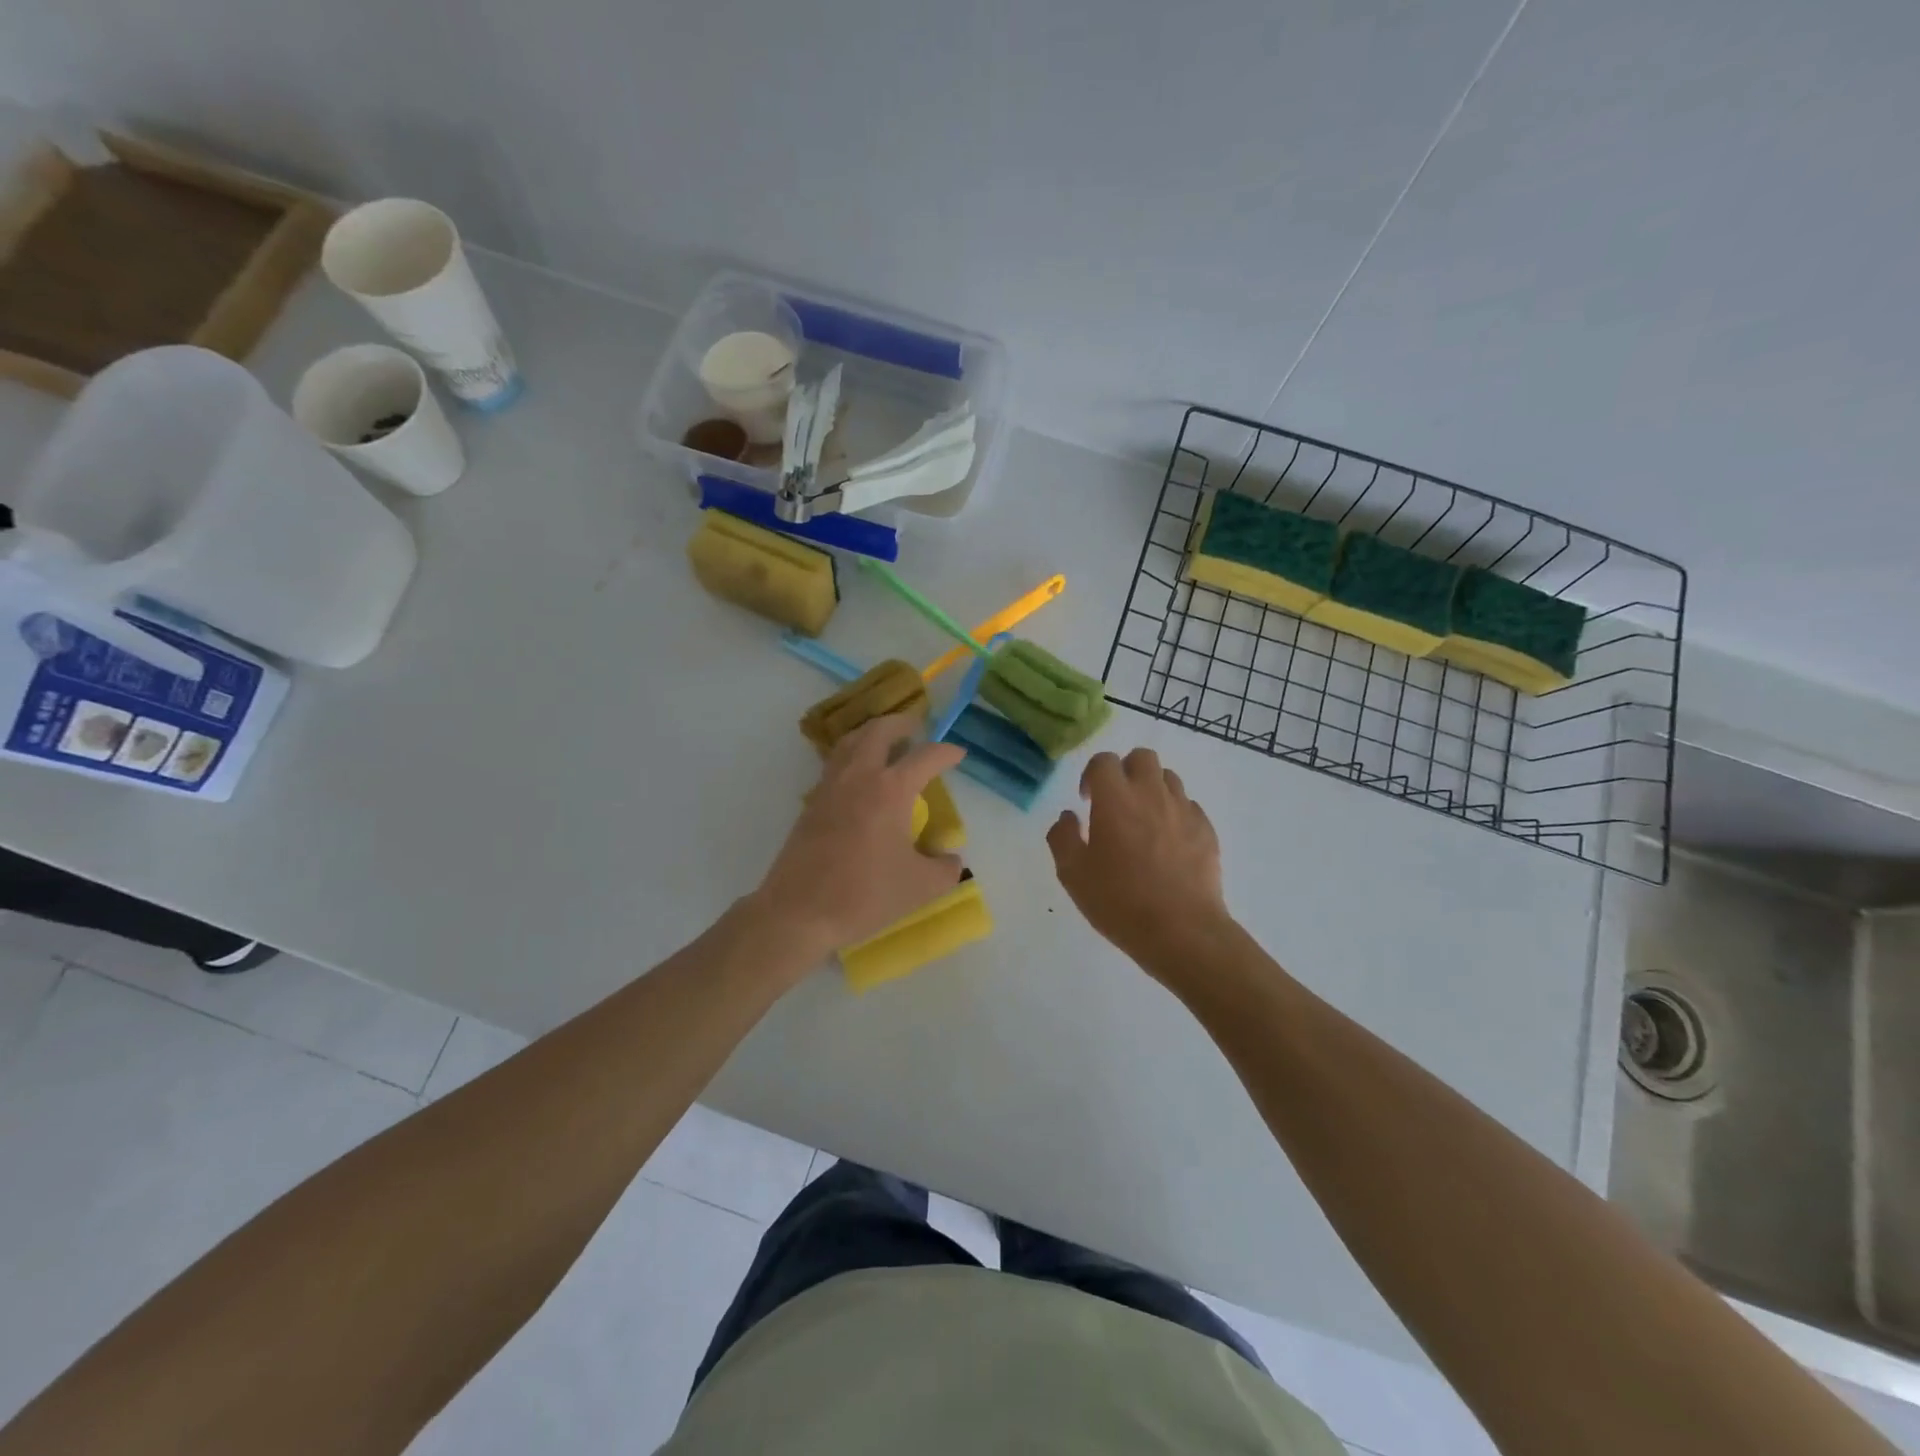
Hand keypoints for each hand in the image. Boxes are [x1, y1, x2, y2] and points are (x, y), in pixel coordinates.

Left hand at [755, 713, 965, 955]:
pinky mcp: (812, 803)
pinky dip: (852, 755)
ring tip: (886, 742)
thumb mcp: (921, 887)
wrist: (800, 910)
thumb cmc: (865, 894)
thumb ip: (945, 869)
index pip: (925, 756)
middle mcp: (859, 777)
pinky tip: (859, 776)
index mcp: (891, 789)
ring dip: (872, 734)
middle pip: (879, 731)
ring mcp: (830, 787)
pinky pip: (835, 763)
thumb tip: (951, 859)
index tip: (958, 755)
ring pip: (851, 742)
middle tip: (916, 728)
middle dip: (901, 723)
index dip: (946, 752)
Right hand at [1047, 747, 1231, 975]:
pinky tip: (1168, 843)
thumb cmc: (1120, 901)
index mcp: (1115, 799)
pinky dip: (1175, 814)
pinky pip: (1189, 806)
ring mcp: (1184, 810)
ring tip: (1143, 821)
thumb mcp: (1073, 875)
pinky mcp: (1207, 830)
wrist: (1182, 931)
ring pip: (1169, 778)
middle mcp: (1152, 794)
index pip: (1104, 761)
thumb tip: (1068, 817)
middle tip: (1116, 802)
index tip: (1088, 801)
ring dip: (1152, 789)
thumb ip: (1063, 838)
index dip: (1092, 775)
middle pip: (1142, 758)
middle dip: (1126, 771)